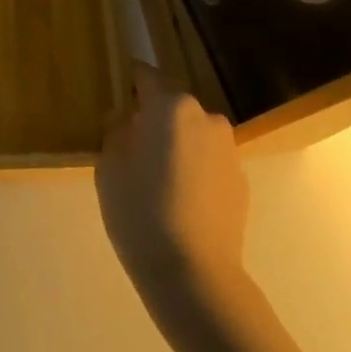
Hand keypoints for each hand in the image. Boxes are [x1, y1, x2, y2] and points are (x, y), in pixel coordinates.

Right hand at [97, 63, 248, 314]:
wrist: (194, 274)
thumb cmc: (140, 212)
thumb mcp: (109, 168)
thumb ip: (115, 132)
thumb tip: (124, 118)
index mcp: (170, 107)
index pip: (146, 77)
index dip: (129, 82)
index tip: (116, 93)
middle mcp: (205, 117)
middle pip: (172, 107)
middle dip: (153, 119)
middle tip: (131, 147)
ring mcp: (228, 149)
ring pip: (193, 134)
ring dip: (176, 145)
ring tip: (156, 179)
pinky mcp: (241, 180)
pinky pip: (209, 162)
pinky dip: (194, 170)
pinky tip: (180, 201)